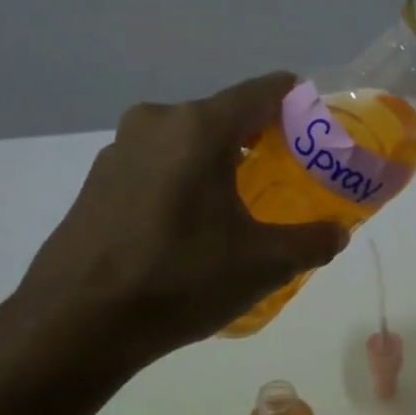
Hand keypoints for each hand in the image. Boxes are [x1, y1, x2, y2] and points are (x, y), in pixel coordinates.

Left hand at [6, 73, 346, 373]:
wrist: (76, 323)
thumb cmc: (180, 279)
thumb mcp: (265, 264)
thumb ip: (313, 241)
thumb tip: (338, 232)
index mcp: (200, 127)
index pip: (265, 91)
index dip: (300, 104)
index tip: (320, 132)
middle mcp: (157, 123)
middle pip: (226, 116)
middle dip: (263, 141)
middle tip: (290, 176)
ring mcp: (120, 150)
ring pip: (189, 142)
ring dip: (222, 162)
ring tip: (245, 205)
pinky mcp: (98, 181)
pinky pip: (159, 165)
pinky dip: (187, 181)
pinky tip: (196, 226)